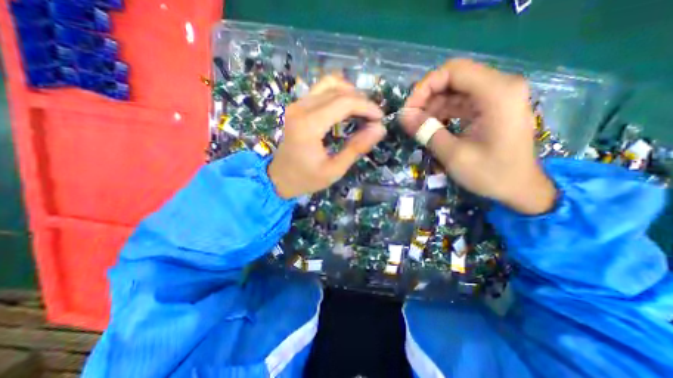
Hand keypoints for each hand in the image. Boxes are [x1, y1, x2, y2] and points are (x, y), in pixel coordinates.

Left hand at [267, 75, 382, 199]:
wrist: (279, 178)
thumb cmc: (306, 178)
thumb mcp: (334, 169)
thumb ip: (356, 148)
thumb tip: (379, 129)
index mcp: (309, 125)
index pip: (344, 103)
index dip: (366, 107)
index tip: (380, 118)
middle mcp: (301, 108)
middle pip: (338, 90)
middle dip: (361, 100)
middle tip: (373, 118)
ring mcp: (297, 104)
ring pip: (329, 83)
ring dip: (350, 93)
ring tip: (361, 110)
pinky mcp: (297, 106)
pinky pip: (320, 89)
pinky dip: (337, 93)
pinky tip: (346, 107)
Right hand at [401, 57, 554, 213]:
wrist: (520, 189)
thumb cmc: (491, 174)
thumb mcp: (454, 155)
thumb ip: (427, 132)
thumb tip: (403, 117)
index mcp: (496, 93)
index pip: (453, 71)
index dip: (425, 87)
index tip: (409, 109)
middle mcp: (500, 86)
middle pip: (453, 79)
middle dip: (427, 97)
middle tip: (410, 120)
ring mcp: (496, 96)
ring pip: (454, 90)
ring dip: (432, 106)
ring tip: (418, 127)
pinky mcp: (491, 107)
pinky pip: (460, 102)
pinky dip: (443, 113)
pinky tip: (432, 127)